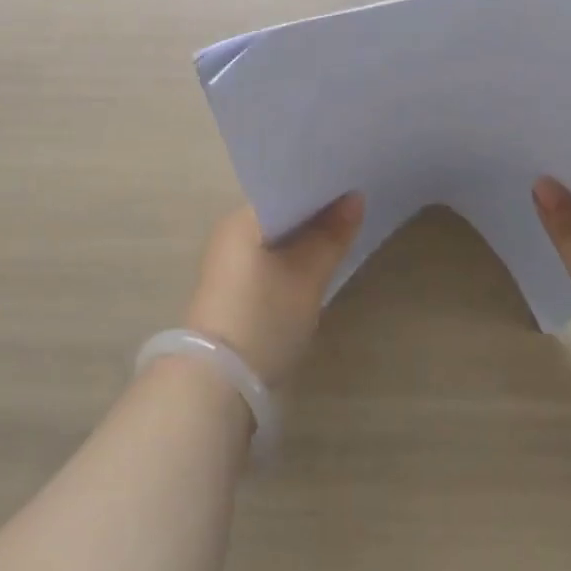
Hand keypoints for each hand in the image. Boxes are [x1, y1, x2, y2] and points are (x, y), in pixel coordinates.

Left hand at [182, 195, 364, 385]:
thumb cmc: (264, 318)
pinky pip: (267, 258)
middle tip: (354, 208)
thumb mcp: (307, 276)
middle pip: (280, 211)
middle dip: (314, 212)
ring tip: (341, 233)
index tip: (351, 185)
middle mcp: (230, 232)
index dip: (319, 186)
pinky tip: (314, 265)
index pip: (285, 186)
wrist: (216, 385)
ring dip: (303, 237)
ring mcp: (227, 262)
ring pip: (274, 237)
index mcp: (242, 218)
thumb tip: (355, 197)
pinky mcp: (230, 290)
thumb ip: (332, 235)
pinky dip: (290, 257)